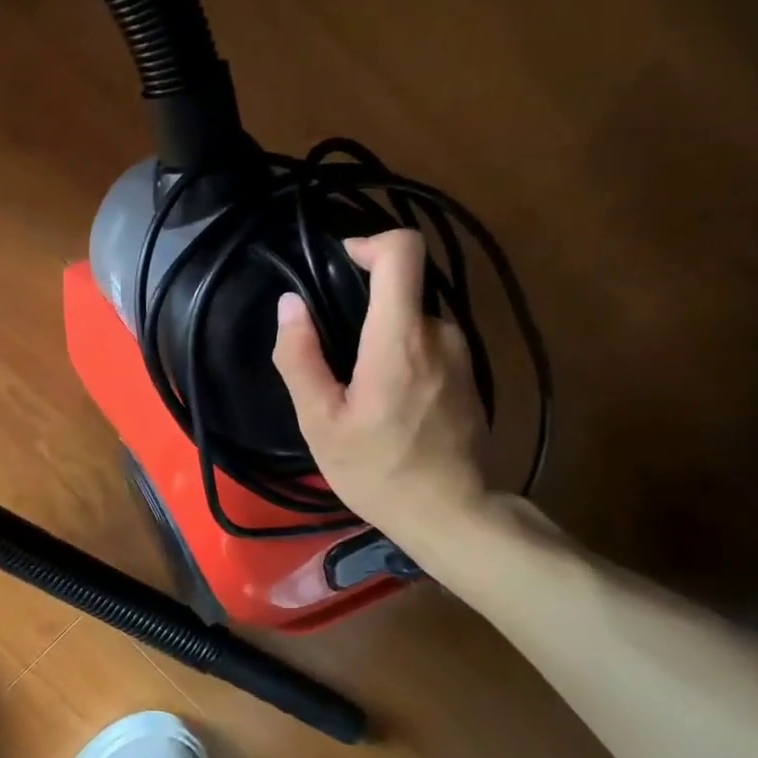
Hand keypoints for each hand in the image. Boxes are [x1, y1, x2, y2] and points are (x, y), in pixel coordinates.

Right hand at [271, 229, 489, 544]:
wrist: (453, 515)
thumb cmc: (378, 469)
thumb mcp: (320, 421)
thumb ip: (300, 356)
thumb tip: (288, 304)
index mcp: (400, 337)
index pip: (403, 252)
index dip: (369, 242)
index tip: (338, 263)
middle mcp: (440, 333)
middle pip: (402, 287)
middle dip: (363, 304)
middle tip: (330, 349)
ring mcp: (462, 354)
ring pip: (413, 319)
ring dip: (381, 335)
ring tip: (354, 384)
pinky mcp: (469, 376)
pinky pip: (428, 344)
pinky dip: (401, 354)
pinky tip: (384, 401)